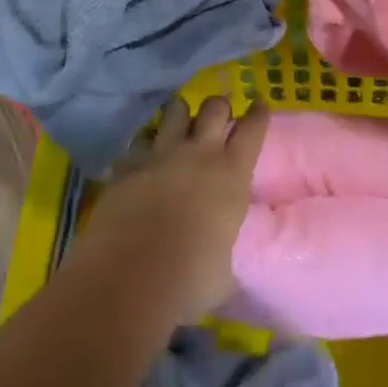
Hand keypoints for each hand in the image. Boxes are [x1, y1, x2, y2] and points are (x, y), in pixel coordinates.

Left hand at [72, 96, 269, 323]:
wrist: (128, 279)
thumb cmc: (188, 281)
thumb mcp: (224, 268)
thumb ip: (225, 244)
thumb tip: (222, 249)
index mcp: (232, 174)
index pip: (253, 128)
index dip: (258, 113)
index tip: (259, 105)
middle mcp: (199, 153)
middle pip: (214, 107)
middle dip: (219, 107)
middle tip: (218, 116)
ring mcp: (161, 153)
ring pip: (176, 110)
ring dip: (181, 114)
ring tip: (180, 124)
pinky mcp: (129, 163)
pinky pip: (141, 139)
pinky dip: (146, 144)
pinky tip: (145, 155)